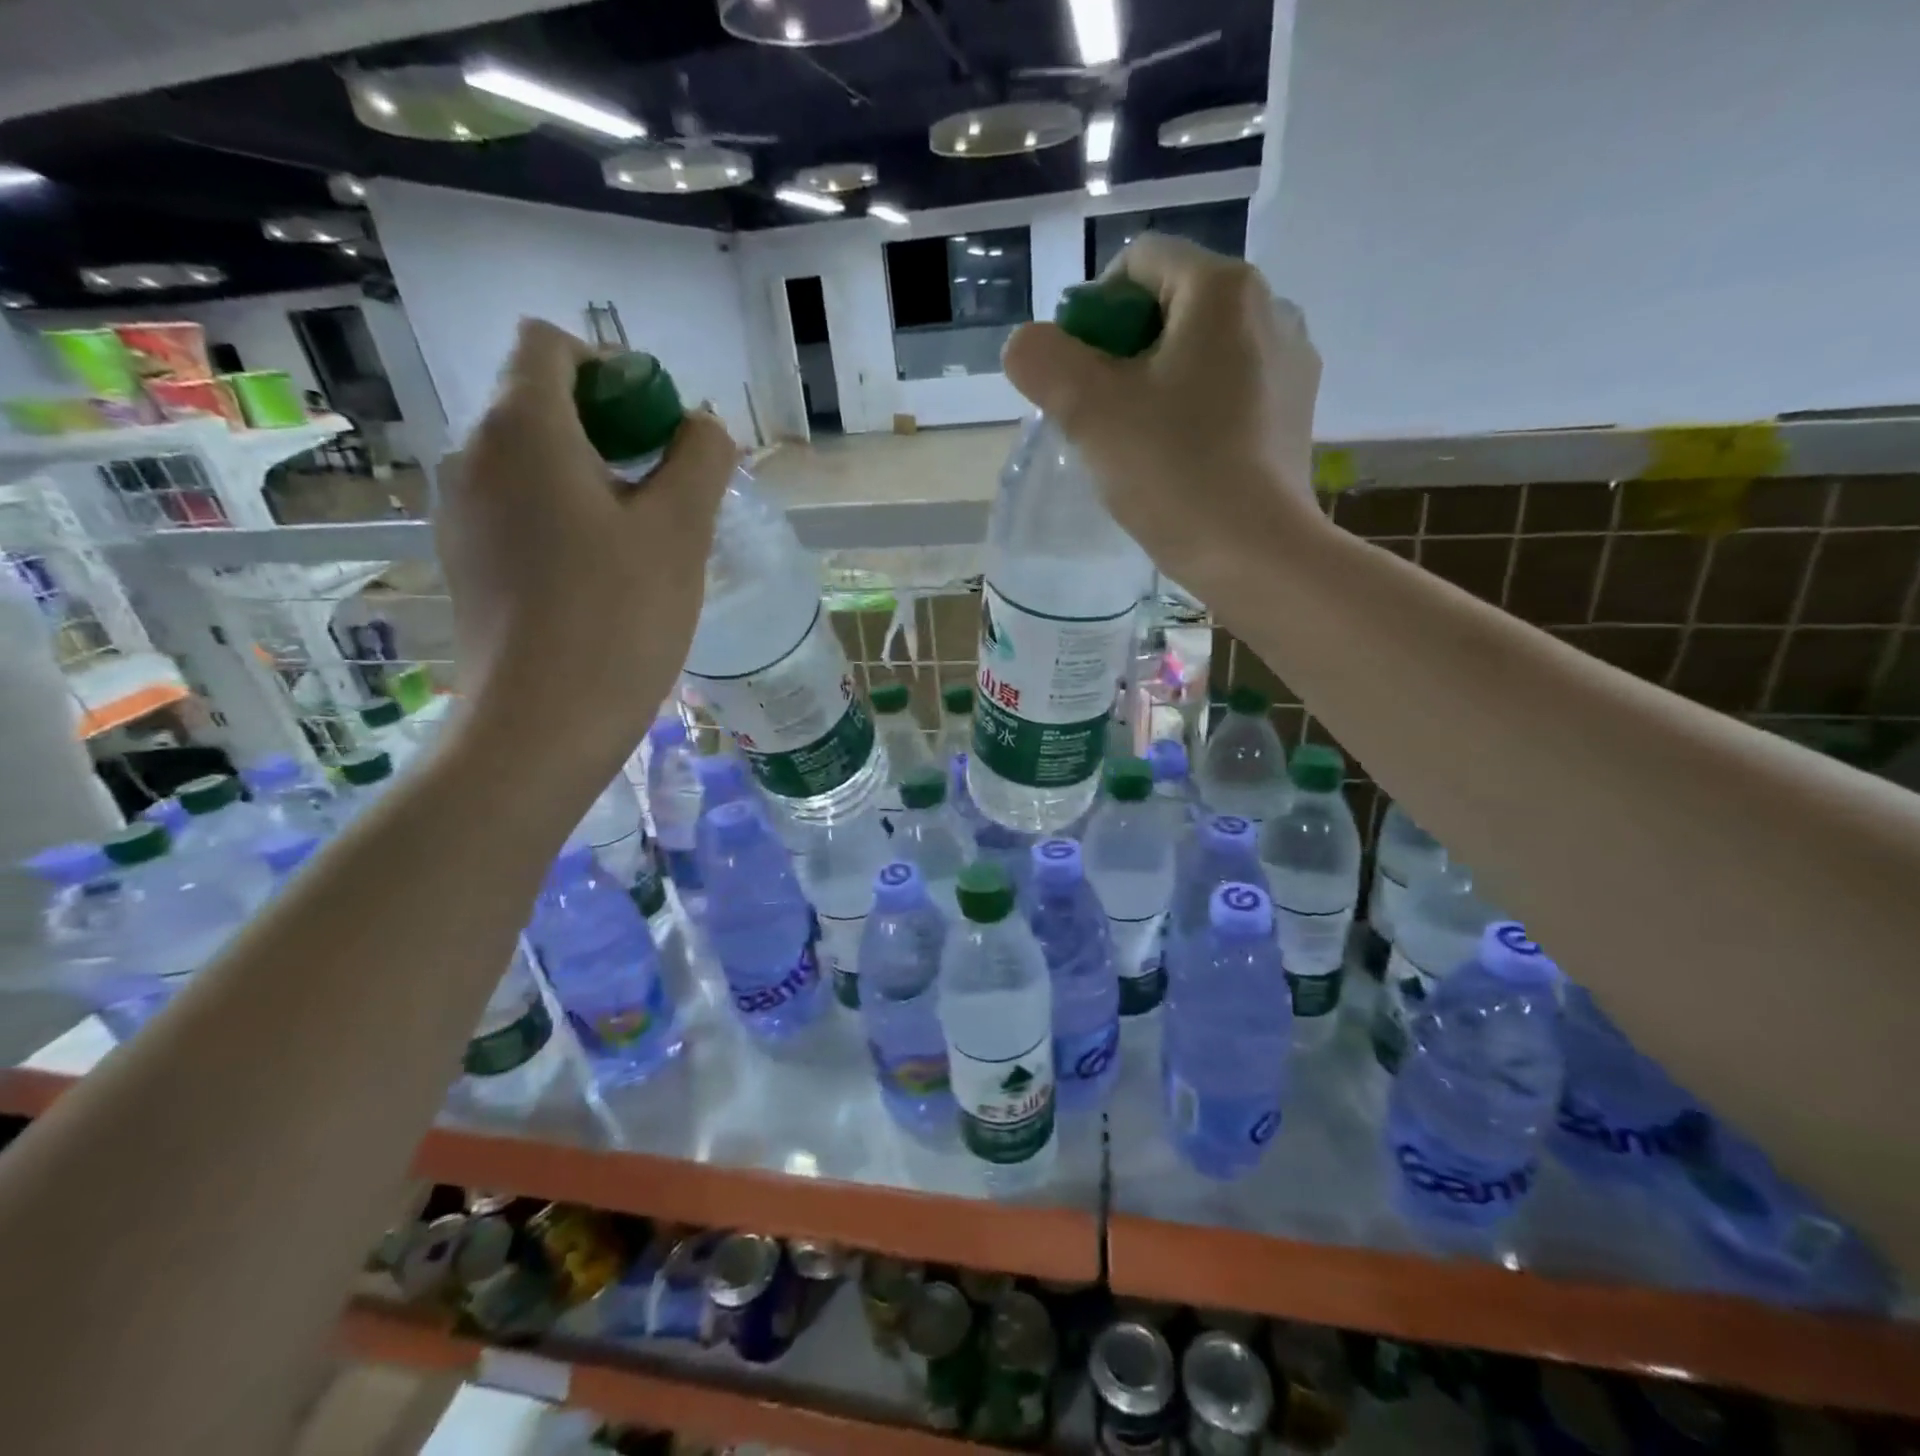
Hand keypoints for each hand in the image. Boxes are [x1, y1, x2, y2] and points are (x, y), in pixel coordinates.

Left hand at [435, 319, 734, 772]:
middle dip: (612, 430)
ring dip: (593, 478)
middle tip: (668, 492)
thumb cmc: (618, 617)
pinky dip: (564, 517)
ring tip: (643, 541)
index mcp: (522, 429)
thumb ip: (700, 458)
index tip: (659, 429)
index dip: (613, 370)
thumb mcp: (679, 530)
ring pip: (534, 462)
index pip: (550, 345)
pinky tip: (602, 574)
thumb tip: (701, 426)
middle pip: (542, 403)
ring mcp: (461, 511)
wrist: (543, 724)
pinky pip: (520, 509)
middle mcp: (473, 455)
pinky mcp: (467, 560)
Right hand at [1002, 234, 1325, 590]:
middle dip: (1122, 355)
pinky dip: (1194, 411)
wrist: (1255, 553)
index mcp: (1222, 289)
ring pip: (1199, 353)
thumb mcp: (1088, 412)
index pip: (1138, 264)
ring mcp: (1290, 363)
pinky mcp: (1295, 413)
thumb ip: (1043, 361)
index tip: (1078, 375)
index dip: (1092, 312)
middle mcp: (1269, 308)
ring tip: (1138, 444)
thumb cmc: (1173, 471)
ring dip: (1157, 385)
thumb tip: (1028, 345)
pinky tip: (1180, 461)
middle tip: (1100, 417)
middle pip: (1170, 308)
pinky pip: (1228, 391)